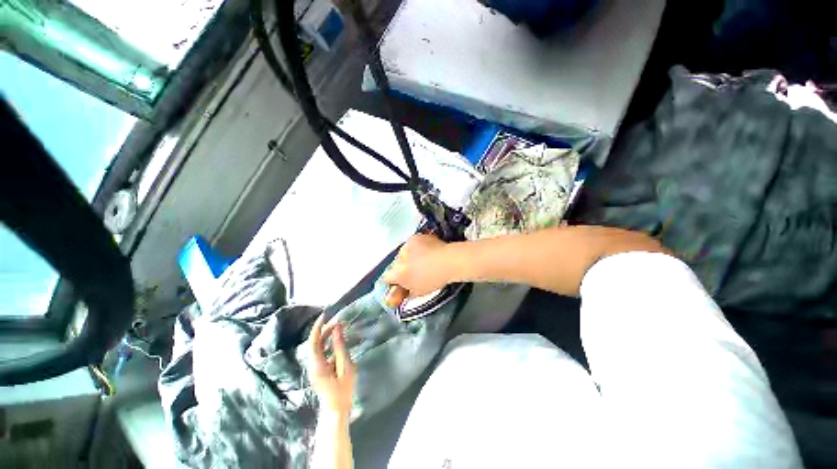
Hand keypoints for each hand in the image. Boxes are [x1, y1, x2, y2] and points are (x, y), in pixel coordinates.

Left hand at [308, 314, 355, 418]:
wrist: (337, 411)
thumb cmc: (343, 391)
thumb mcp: (345, 367)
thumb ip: (340, 347)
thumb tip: (337, 329)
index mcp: (317, 365)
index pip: (313, 341)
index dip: (318, 327)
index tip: (325, 315)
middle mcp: (313, 365)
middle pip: (315, 342)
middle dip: (325, 329)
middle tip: (340, 321)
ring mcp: (315, 368)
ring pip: (318, 347)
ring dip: (327, 336)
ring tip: (340, 327)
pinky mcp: (320, 370)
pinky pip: (322, 352)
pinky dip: (329, 344)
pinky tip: (339, 340)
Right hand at [382, 234, 452, 297]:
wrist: (448, 261)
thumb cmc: (434, 280)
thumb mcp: (419, 293)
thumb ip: (406, 293)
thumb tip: (403, 293)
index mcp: (397, 273)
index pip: (386, 277)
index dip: (393, 281)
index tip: (400, 282)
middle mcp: (398, 258)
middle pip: (396, 264)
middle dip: (402, 267)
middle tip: (414, 270)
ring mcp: (406, 246)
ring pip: (403, 253)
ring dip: (409, 256)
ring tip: (422, 259)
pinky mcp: (415, 237)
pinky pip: (412, 244)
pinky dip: (416, 247)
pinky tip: (426, 250)